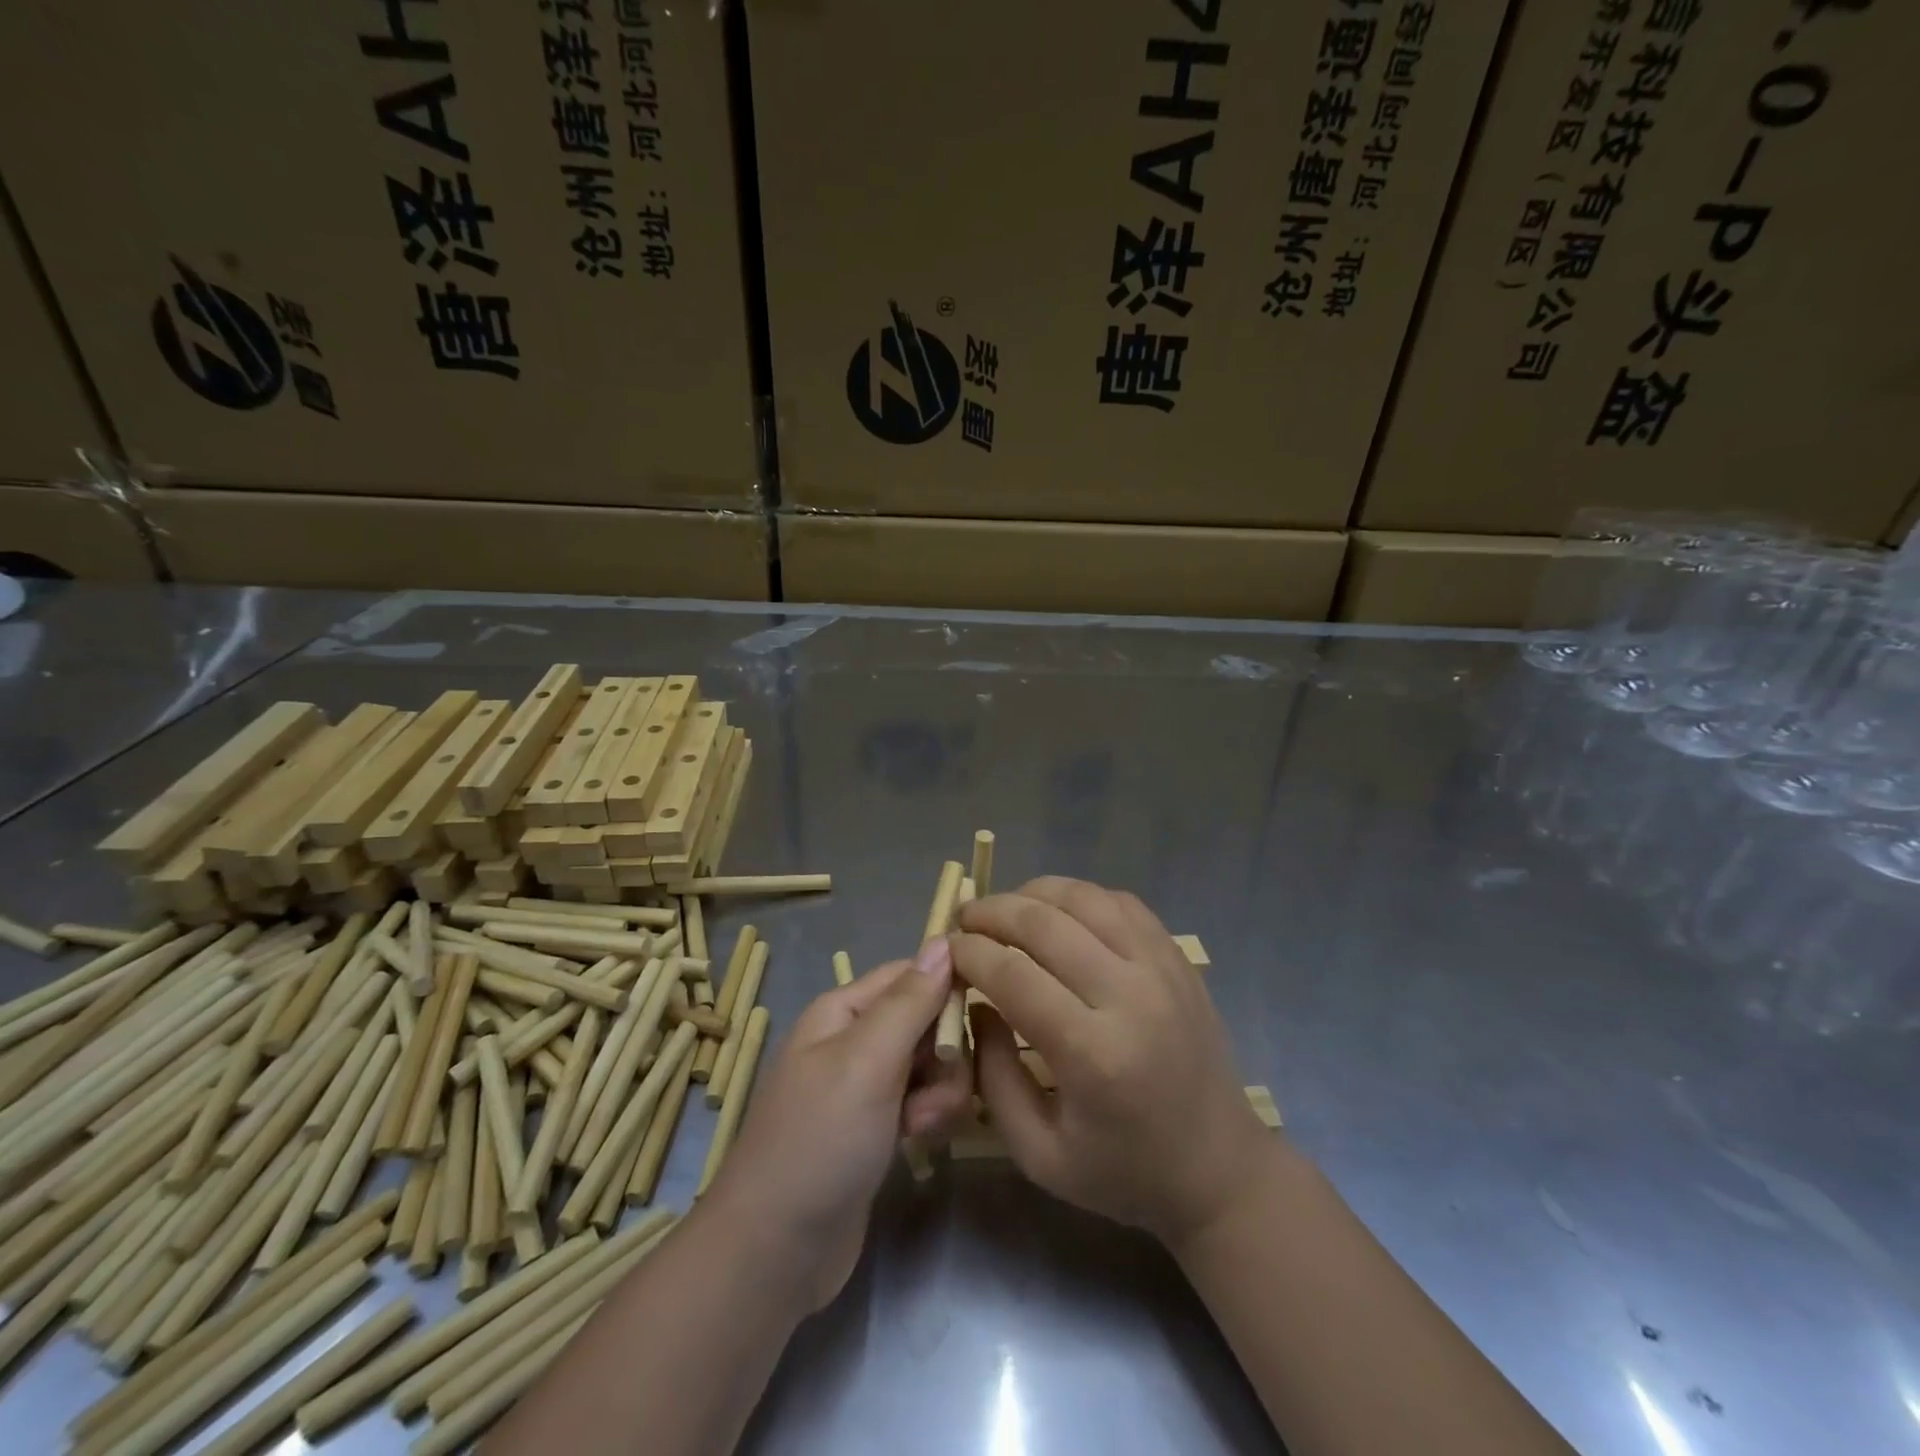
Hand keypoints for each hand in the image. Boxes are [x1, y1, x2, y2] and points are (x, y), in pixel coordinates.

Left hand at [702, 946, 971, 1310]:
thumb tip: (944, 940)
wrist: (775, 1252)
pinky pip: (922, 1102)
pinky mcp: (877, 1128)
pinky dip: (928, 1117)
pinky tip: (919, 1144)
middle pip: (926, 1020)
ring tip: (921, 1126)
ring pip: (931, 1064)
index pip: (911, 974)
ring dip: (940, 1092)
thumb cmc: (820, 1141)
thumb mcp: (867, 1061)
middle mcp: (854, 1040)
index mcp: (843, 1010)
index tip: (983, 1016)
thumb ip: (910, 1001)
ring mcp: (865, 1086)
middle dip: (945, 1053)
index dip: (948, 988)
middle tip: (933, 1091)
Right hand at [952, 877, 1272, 1248]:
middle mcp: (1130, 997)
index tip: (946, 949)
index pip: (1014, 974)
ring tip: (1005, 908)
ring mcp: (1161, 969)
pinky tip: (1058, 912)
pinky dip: (1080, 896)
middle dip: (992, 912)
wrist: (1219, 1170)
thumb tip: (976, 1003)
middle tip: (964, 919)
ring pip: (1085, 898)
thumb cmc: (1124, 1172)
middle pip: (1045, 923)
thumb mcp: (1038, 1154)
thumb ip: (993, 1076)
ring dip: (1033, 893)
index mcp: (1093, 1055)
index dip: (970, 952)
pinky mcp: (1178, 959)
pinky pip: (1122, 902)